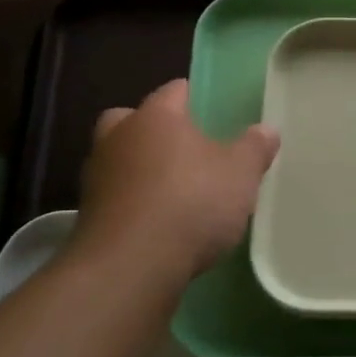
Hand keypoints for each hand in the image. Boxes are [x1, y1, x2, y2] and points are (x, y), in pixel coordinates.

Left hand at [77, 80, 280, 280]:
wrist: (131, 264)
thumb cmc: (191, 202)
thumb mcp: (240, 174)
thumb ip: (254, 148)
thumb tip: (267, 130)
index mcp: (155, 117)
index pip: (173, 91)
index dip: (191, 96)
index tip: (207, 107)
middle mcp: (118, 138)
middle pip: (130, 120)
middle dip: (150, 129)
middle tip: (179, 146)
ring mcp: (97, 177)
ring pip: (117, 159)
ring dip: (137, 168)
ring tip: (169, 189)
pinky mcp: (88, 216)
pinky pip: (114, 197)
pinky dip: (130, 202)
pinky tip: (155, 222)